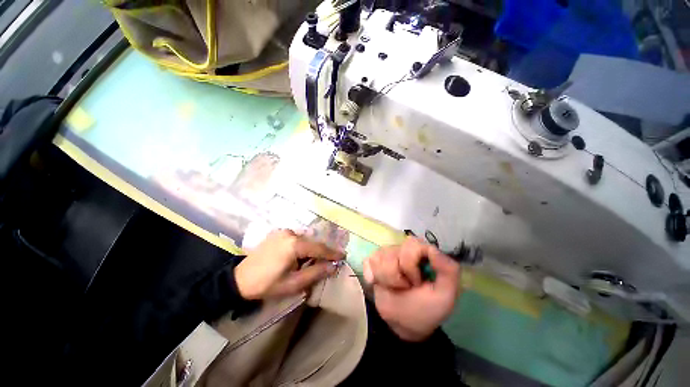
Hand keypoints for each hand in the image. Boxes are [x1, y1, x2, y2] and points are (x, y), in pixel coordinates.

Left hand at [235, 230, 344, 299]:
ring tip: (313, 261)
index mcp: (294, 244)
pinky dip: (302, 246)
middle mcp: (290, 233)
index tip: (343, 256)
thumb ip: (315, 272)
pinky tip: (300, 256)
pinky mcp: (278, 233)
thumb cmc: (267, 284)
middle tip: (330, 261)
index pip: (319, 248)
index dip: (332, 253)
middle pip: (312, 243)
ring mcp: (283, 231)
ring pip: (305, 240)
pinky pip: (296, 238)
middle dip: (322, 252)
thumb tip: (333, 266)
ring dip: (311, 250)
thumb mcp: (293, 283)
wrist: (239, 279)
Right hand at [363, 237, 460, 341]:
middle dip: (398, 274)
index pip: (413, 244)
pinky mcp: (373, 263)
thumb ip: (449, 271)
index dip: (411, 263)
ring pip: (380, 257)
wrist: (403, 325)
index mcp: (423, 255)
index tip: (416, 281)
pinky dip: (371, 274)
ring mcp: (387, 255)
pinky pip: (368, 261)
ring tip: (395, 288)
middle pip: (394, 251)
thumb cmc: (426, 309)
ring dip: (387, 278)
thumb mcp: (445, 295)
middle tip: (406, 287)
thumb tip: (432, 249)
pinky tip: (376, 282)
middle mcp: (405, 251)